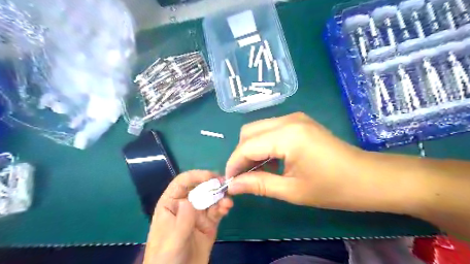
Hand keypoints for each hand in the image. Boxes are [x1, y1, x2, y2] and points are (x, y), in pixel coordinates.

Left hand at [142, 170, 231, 263]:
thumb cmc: (166, 260)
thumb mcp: (173, 241)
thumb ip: (182, 221)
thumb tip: (189, 200)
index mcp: (171, 204)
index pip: (182, 182)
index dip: (196, 176)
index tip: (211, 177)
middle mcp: (185, 205)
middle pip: (200, 188)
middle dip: (212, 185)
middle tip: (226, 184)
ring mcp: (198, 214)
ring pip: (211, 199)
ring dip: (220, 197)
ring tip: (228, 202)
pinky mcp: (209, 224)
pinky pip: (217, 211)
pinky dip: (223, 207)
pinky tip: (227, 208)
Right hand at [226, 112, 376, 211]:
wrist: (368, 177)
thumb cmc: (333, 188)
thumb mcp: (292, 190)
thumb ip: (258, 184)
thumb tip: (232, 186)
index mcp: (287, 135)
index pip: (246, 146)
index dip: (233, 164)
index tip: (229, 182)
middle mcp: (288, 120)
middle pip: (249, 132)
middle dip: (241, 154)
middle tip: (243, 177)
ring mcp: (294, 118)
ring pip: (259, 129)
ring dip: (251, 149)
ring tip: (254, 171)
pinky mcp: (299, 122)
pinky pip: (271, 129)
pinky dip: (264, 144)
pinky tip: (269, 161)